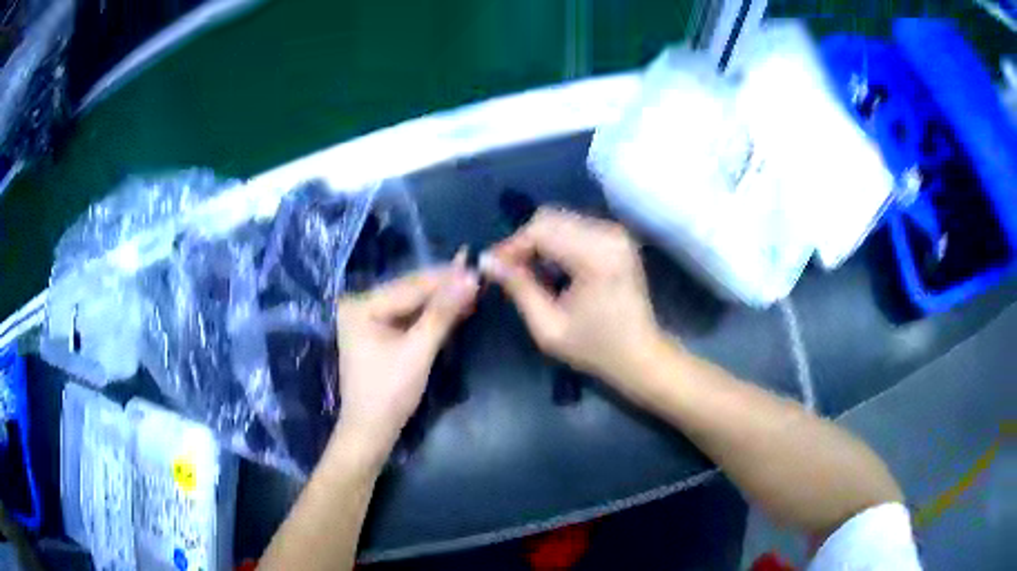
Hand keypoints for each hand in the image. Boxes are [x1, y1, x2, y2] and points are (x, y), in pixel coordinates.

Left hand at [335, 252, 478, 456]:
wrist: (371, 430)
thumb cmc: (390, 393)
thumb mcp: (418, 351)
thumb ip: (442, 313)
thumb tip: (470, 278)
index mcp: (361, 305)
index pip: (410, 287)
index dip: (445, 279)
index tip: (476, 268)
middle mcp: (360, 305)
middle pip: (409, 291)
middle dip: (444, 287)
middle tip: (477, 275)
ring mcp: (367, 318)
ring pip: (411, 303)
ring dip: (440, 299)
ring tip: (472, 287)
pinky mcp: (377, 332)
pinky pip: (408, 316)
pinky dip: (431, 314)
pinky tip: (454, 306)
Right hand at [480, 208, 662, 383]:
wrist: (640, 355)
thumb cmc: (595, 348)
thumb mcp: (548, 327)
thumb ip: (518, 288)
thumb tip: (486, 261)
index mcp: (596, 256)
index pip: (541, 230)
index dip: (511, 245)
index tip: (491, 266)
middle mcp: (609, 234)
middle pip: (550, 218)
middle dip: (523, 241)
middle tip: (507, 270)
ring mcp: (616, 233)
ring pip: (561, 219)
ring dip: (538, 241)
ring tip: (526, 271)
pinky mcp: (617, 238)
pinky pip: (575, 227)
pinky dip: (556, 242)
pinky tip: (550, 268)